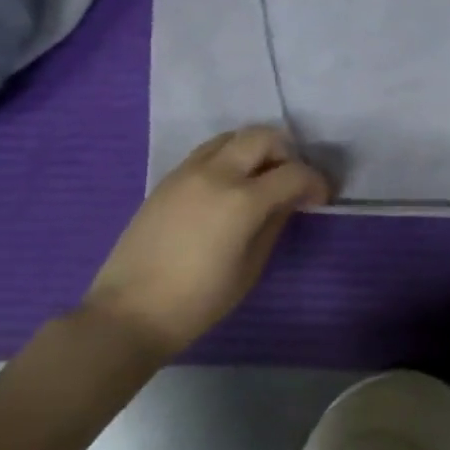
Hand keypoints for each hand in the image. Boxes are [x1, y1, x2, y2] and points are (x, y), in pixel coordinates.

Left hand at [83, 125, 329, 357]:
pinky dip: (229, 157)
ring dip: (255, 150)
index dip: (316, 182)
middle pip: (264, 137)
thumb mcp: (251, 267)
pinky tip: (229, 187)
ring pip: (233, 136)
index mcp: (242, 200)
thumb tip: (289, 200)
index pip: (294, 173)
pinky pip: (208, 151)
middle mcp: (217, 174)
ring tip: (260, 179)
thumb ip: (275, 223)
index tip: (321, 198)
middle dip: (287, 153)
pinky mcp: (168, 179)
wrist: (128, 312)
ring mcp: (188, 172)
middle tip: (290, 181)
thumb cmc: (198, 300)